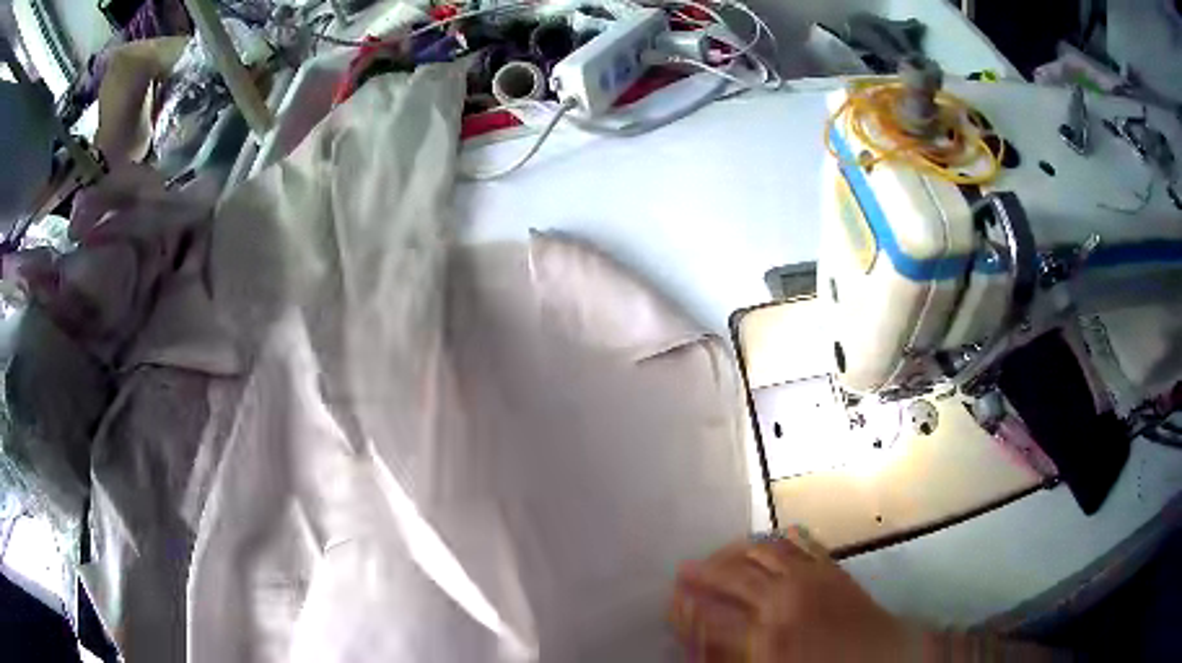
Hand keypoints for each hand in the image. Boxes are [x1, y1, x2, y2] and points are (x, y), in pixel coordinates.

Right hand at [669, 528, 912, 661]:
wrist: (884, 657)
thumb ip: (731, 657)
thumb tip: (699, 645)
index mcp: (765, 636)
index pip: (711, 616)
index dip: (686, 607)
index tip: (671, 600)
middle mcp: (783, 600)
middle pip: (731, 577)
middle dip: (701, 573)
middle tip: (682, 571)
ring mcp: (810, 578)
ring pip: (761, 552)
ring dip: (734, 551)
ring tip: (717, 554)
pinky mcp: (832, 567)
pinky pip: (801, 542)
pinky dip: (781, 537)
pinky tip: (771, 537)